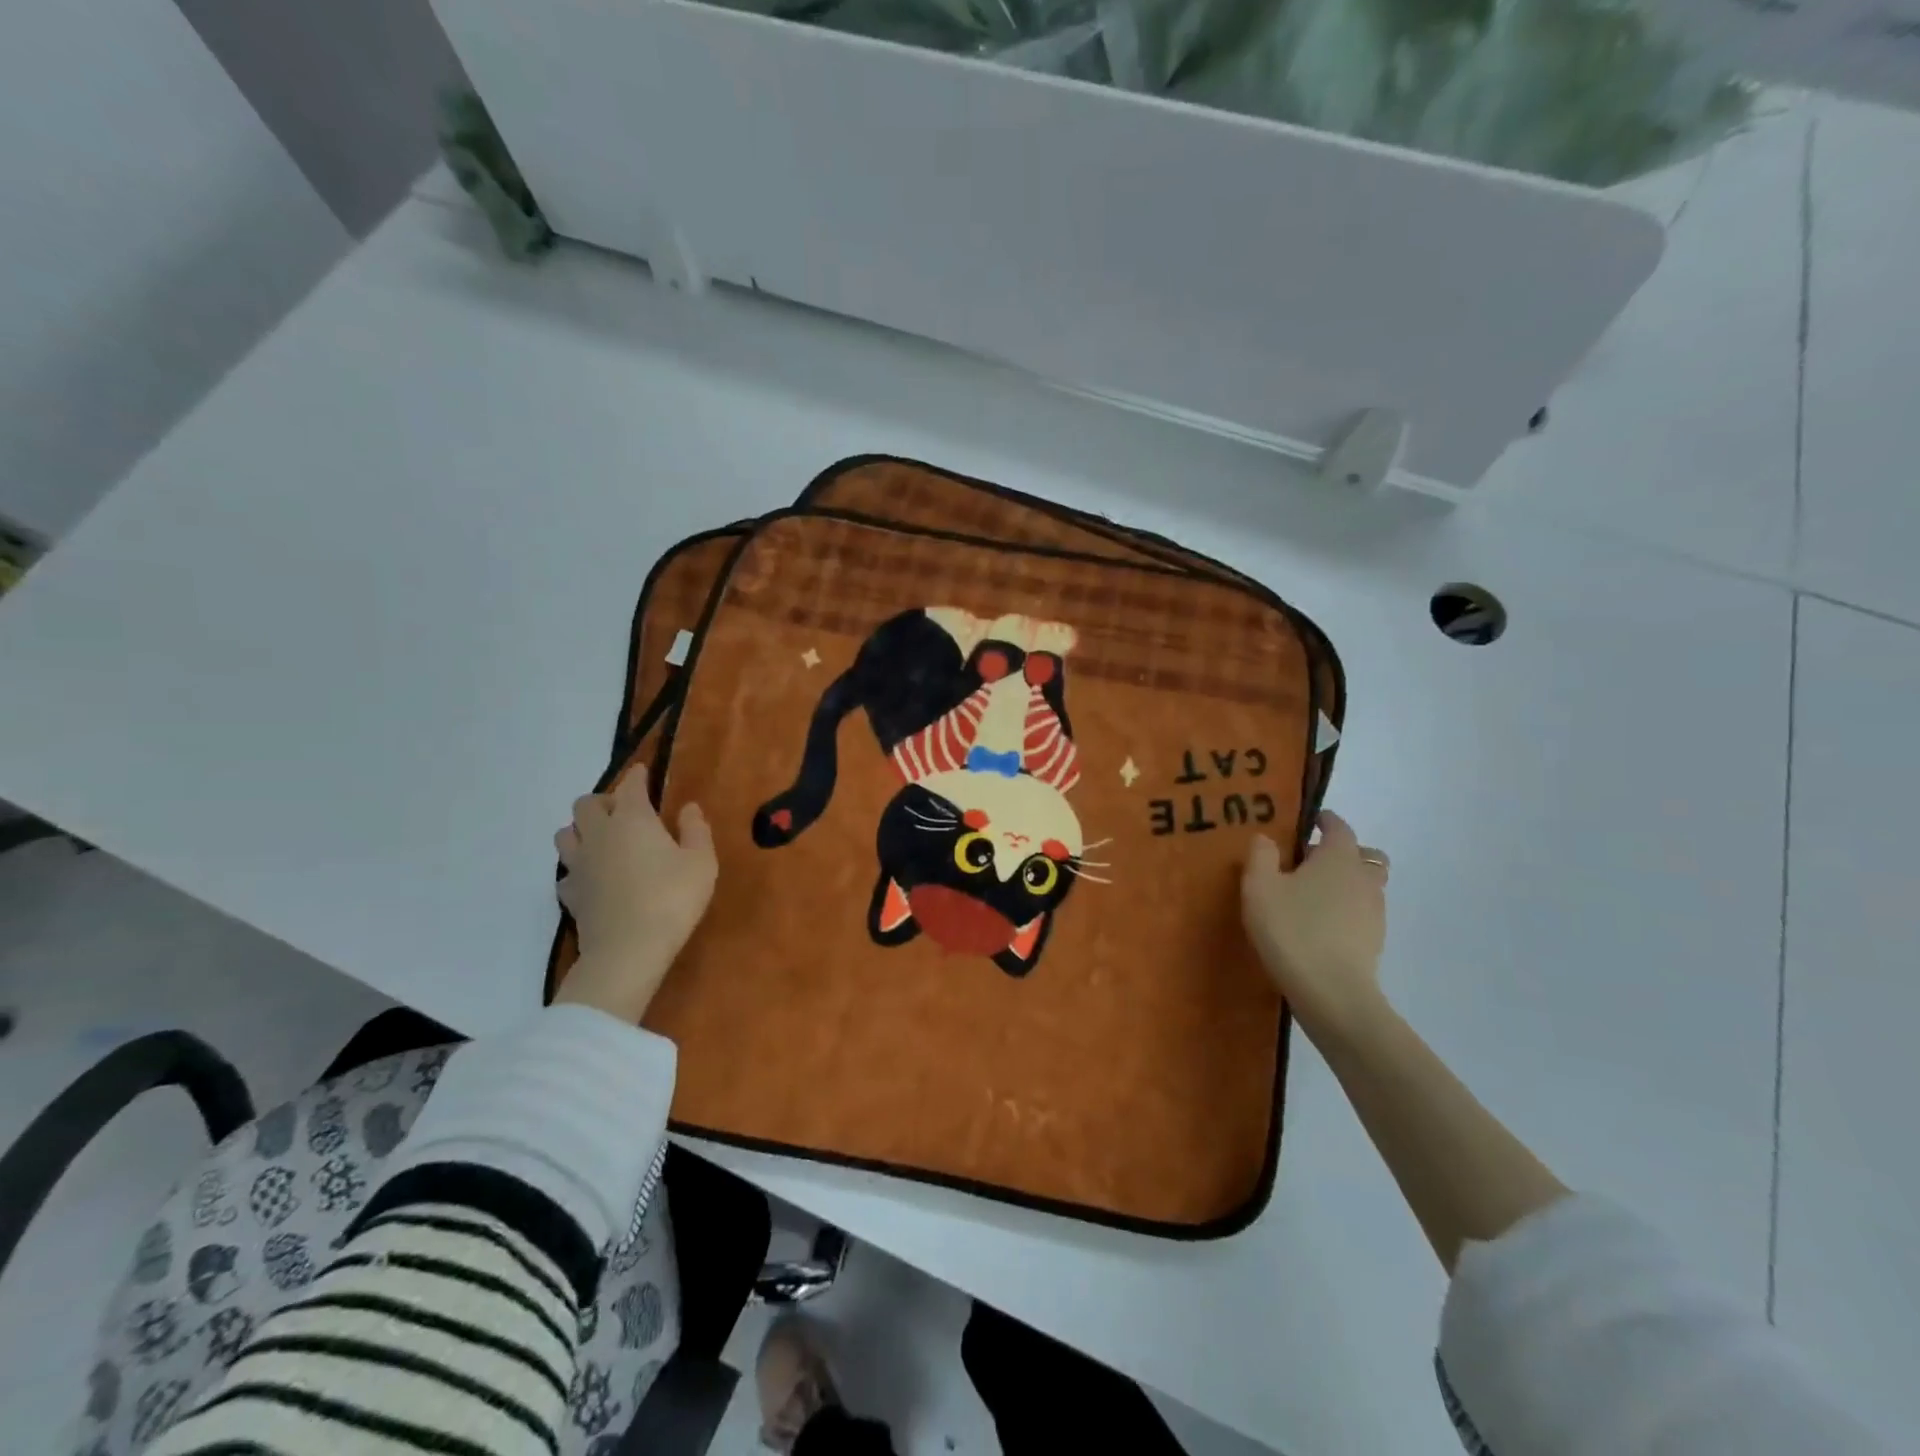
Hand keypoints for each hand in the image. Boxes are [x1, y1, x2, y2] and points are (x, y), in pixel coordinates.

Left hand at [552, 768, 716, 1022]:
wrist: (629, 950)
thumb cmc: (672, 898)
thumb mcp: (701, 862)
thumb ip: (696, 830)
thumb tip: (688, 808)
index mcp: (632, 819)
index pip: (630, 786)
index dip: (637, 777)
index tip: (642, 772)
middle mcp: (599, 835)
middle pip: (585, 805)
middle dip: (602, 801)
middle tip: (622, 811)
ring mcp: (579, 866)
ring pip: (564, 835)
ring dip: (580, 831)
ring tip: (601, 840)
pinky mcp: (571, 896)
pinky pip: (566, 874)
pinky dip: (576, 870)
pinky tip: (592, 878)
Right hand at [1241, 811, 1389, 1039]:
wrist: (1332, 994)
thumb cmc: (1292, 930)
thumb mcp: (1259, 887)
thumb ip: (1261, 856)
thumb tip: (1266, 838)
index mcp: (1339, 857)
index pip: (1339, 827)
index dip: (1324, 820)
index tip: (1308, 821)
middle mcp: (1364, 878)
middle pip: (1364, 855)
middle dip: (1342, 852)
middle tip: (1310, 861)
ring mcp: (1374, 912)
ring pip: (1366, 885)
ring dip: (1345, 883)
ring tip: (1311, 896)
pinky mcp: (1373, 942)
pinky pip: (1362, 913)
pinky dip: (1346, 910)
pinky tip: (1319, 925)